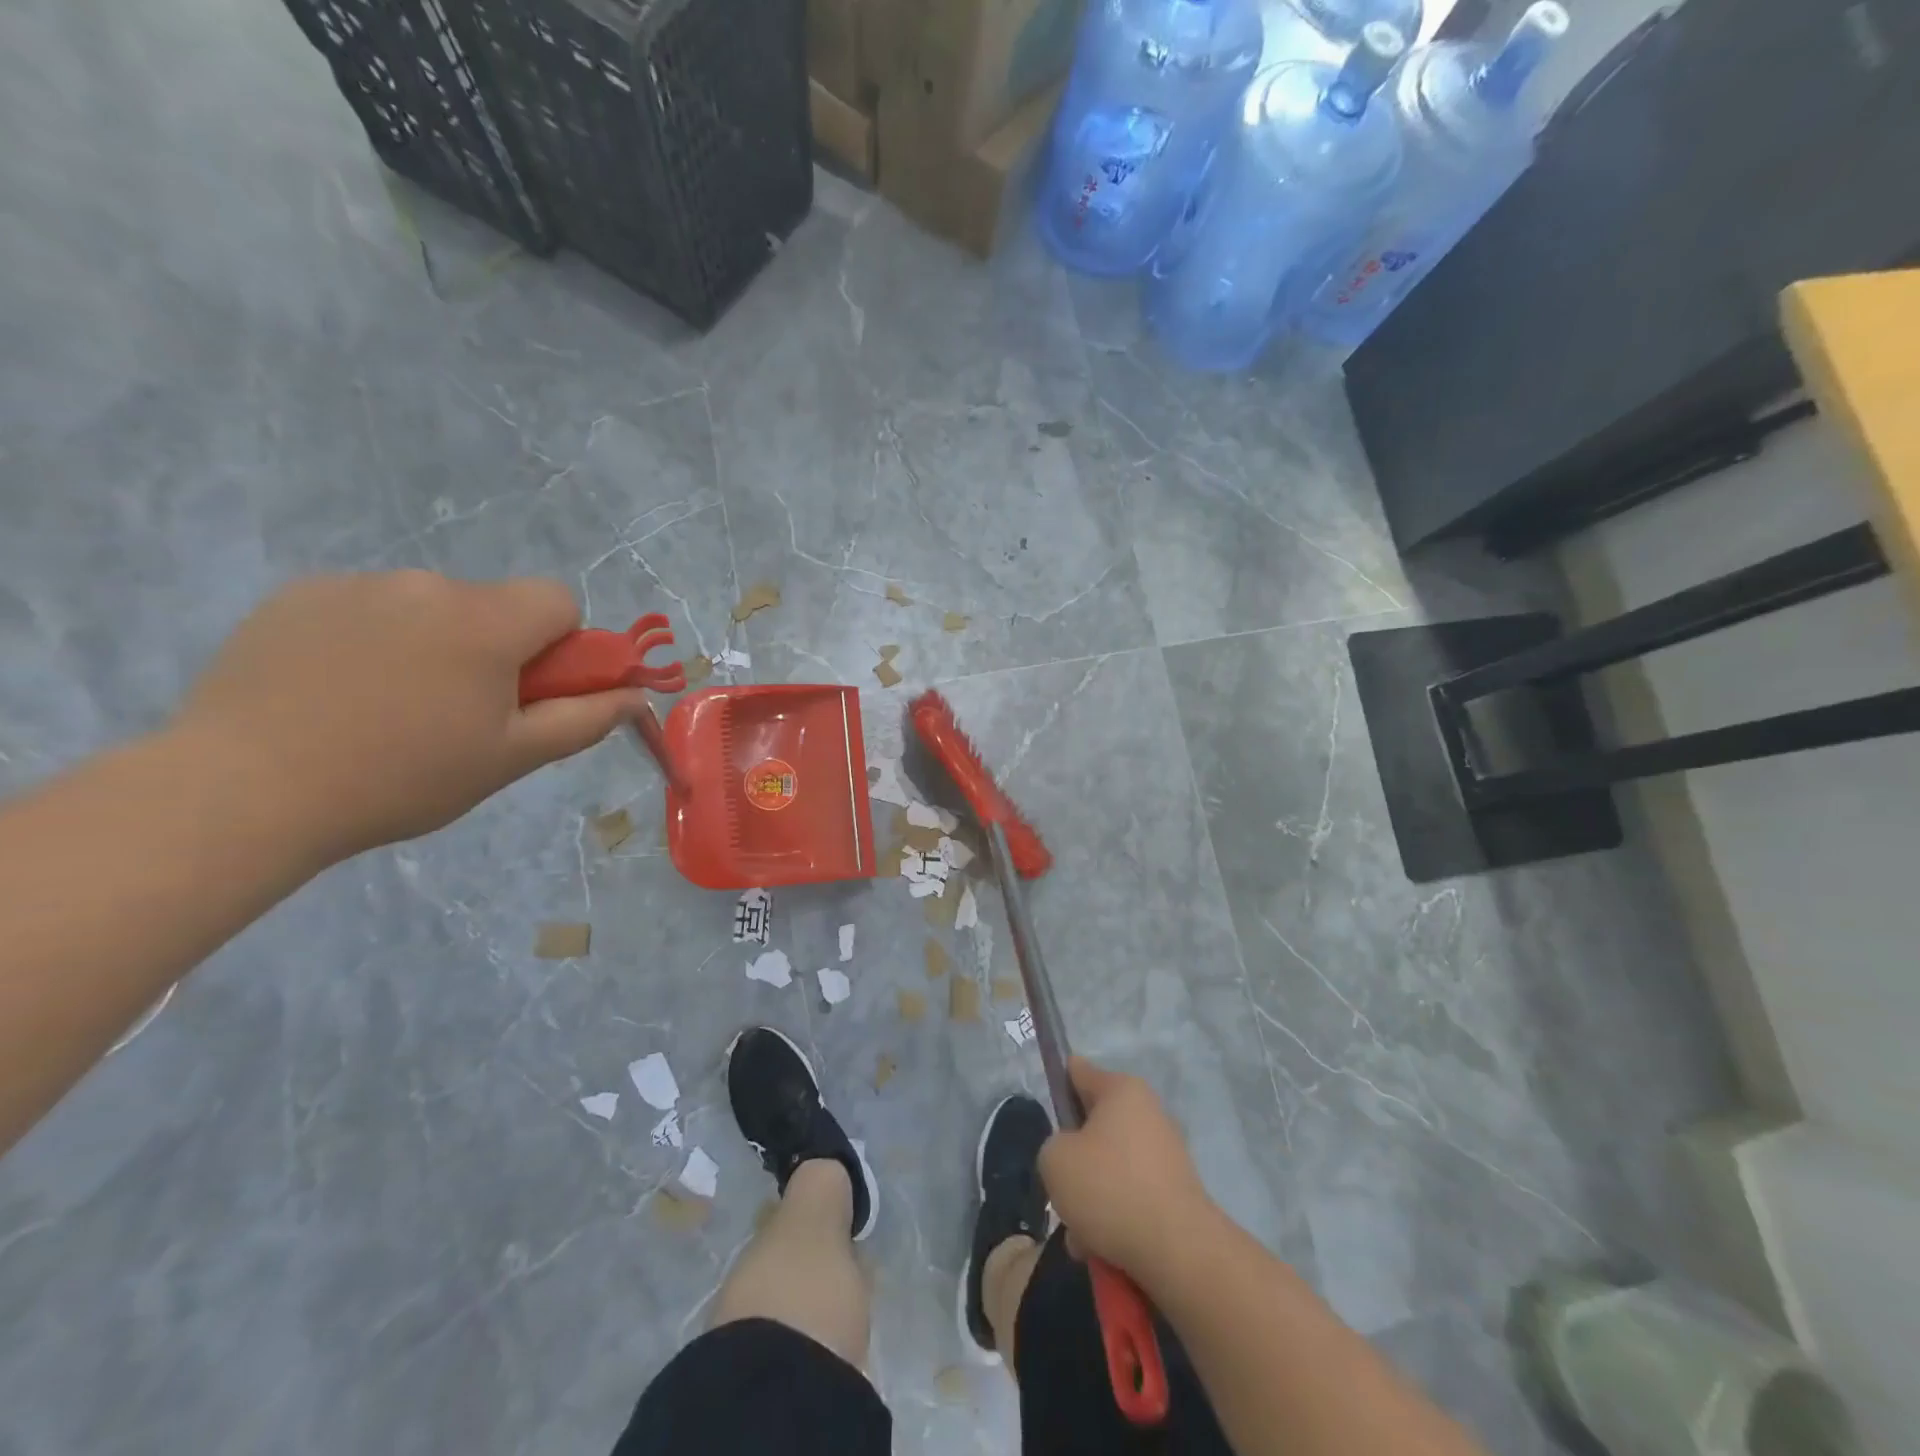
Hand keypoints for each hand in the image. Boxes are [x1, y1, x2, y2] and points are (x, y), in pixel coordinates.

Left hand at [173, 572, 647, 862]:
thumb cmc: (404, 777)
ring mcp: (356, 584)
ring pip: (430, 607)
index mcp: (486, 621)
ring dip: (435, 644)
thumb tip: (636, 696)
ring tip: (391, 708)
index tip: (531, 690)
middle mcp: (426, 585)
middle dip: (496, 649)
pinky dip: (374, 640)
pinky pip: (369, 608)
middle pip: (494, 606)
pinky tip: (339, 692)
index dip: (561, 644)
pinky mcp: (297, 595)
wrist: (245, 789)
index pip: (558, 599)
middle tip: (461, 714)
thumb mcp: (513, 757)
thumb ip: (585, 719)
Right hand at [1038, 1057, 1215, 1278]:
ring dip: (1091, 1199)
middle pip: (1093, 1127)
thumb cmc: (1110, 1188)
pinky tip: (1104, 1251)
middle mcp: (1148, 1112)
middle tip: (1063, 1192)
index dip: (1057, 1086)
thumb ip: (1052, 1146)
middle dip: (1075, 1162)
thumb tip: (1072, 1155)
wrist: (1179, 1251)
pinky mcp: (1176, 1192)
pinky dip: (1115, 1219)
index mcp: (1121, 1090)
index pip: (1078, 1070)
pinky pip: (1132, 1197)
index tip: (1047, 1116)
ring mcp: (1166, 1153)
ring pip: (1110, 1168)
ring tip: (1082, 1237)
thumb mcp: (1055, 1160)